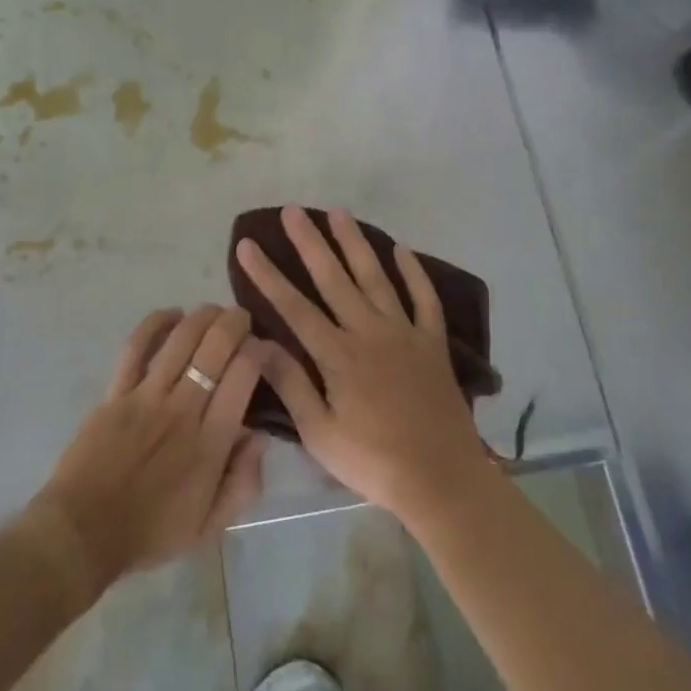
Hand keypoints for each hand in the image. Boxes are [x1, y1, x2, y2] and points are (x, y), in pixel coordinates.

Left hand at [26, 305, 267, 598]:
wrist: (83, 533)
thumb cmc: (150, 532)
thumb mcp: (209, 526)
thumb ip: (243, 483)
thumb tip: (259, 436)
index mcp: (210, 442)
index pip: (243, 377)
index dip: (260, 352)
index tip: (265, 348)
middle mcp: (182, 409)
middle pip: (215, 348)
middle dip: (236, 323)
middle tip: (244, 319)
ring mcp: (146, 396)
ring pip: (181, 339)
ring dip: (203, 316)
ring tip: (215, 311)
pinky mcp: (116, 391)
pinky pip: (136, 347)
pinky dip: (155, 323)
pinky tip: (173, 314)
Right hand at [236, 206, 493, 527]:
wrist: (442, 479)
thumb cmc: (373, 462)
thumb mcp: (320, 434)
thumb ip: (291, 385)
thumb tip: (258, 344)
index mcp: (338, 355)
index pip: (294, 306)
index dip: (267, 275)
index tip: (248, 246)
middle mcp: (369, 332)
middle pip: (334, 279)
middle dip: (310, 242)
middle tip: (293, 210)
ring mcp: (404, 333)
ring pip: (376, 277)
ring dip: (356, 243)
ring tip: (339, 212)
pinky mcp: (433, 343)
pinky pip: (425, 299)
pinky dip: (414, 272)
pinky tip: (401, 248)